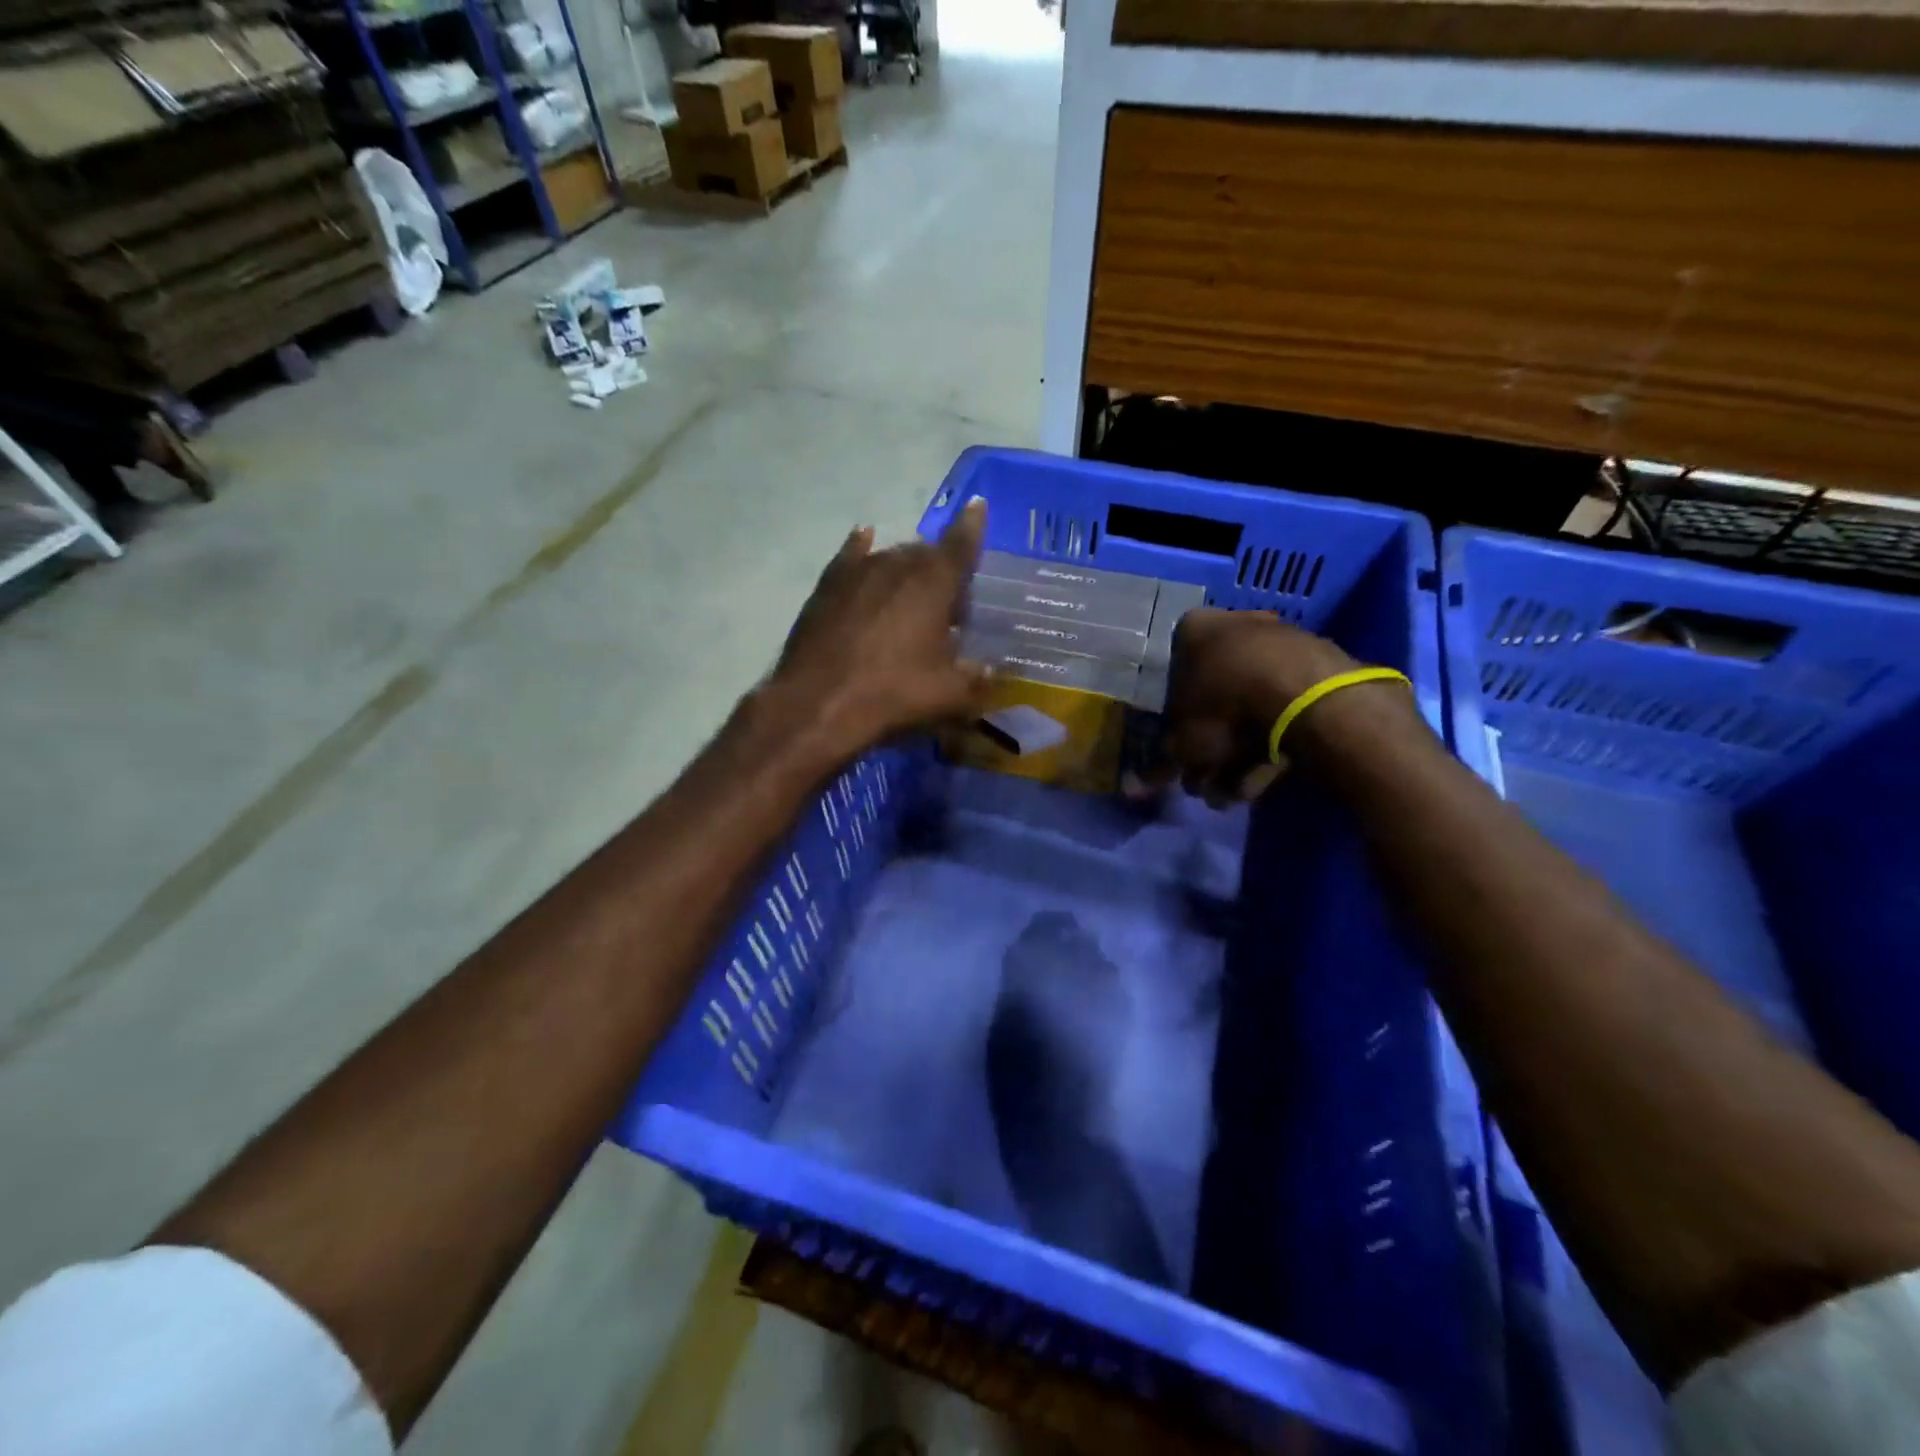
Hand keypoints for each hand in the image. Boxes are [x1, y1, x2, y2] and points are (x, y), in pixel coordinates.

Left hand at [770, 498, 991, 761]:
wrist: (819, 704)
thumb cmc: (893, 694)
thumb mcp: (948, 695)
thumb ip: (978, 678)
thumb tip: (994, 671)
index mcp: (933, 583)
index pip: (961, 545)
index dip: (972, 527)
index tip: (978, 505)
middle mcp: (896, 564)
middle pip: (926, 553)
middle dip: (941, 567)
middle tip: (950, 600)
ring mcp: (857, 571)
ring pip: (891, 556)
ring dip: (906, 568)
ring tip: (912, 592)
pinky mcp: (827, 586)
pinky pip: (850, 556)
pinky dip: (861, 547)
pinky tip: (864, 538)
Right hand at [1145, 609, 1365, 802]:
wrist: (1306, 700)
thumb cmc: (1224, 709)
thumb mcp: (1182, 744)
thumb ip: (1160, 763)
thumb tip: (1134, 785)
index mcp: (1192, 630)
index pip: (1172, 677)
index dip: (1175, 723)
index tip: (1181, 753)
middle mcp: (1235, 625)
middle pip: (1214, 698)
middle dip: (1211, 748)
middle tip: (1208, 781)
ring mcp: (1281, 642)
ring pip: (1250, 708)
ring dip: (1241, 755)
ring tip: (1238, 791)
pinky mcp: (1318, 666)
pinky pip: (1284, 709)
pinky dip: (1275, 741)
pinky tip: (1269, 776)